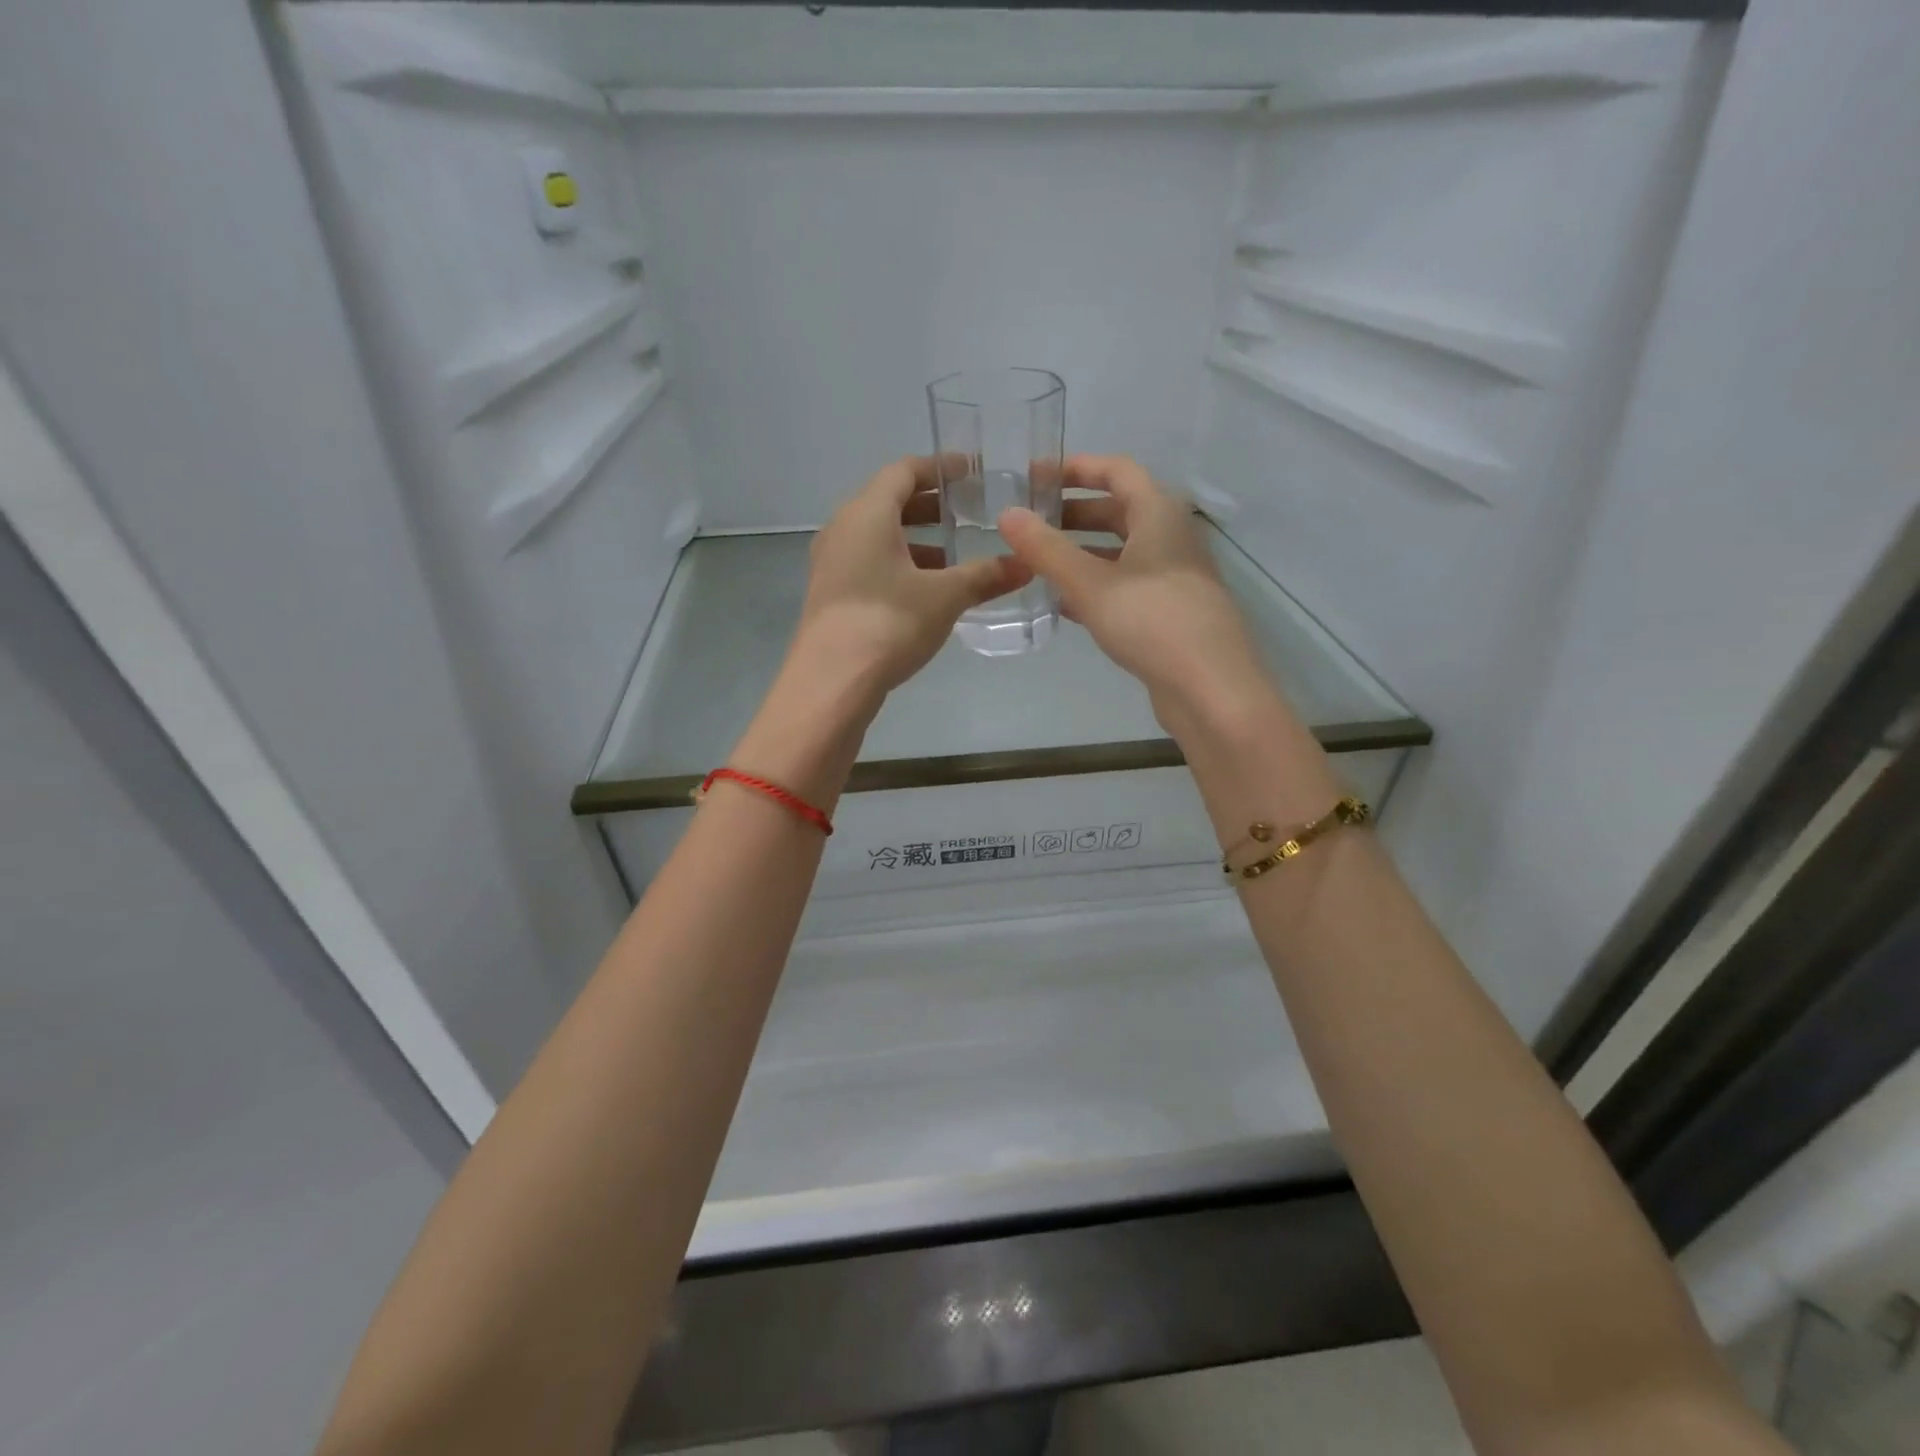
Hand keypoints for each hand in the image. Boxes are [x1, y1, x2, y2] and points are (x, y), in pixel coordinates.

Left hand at [792, 457, 1030, 695]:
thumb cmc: (888, 623)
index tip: (971, 471)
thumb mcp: (945, 597)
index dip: (939, 468)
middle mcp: (843, 529)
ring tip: (954, 556)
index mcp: (867, 513)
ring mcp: (832, 563)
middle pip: (889, 502)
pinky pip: (869, 563)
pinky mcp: (831, 594)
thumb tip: (1026, 565)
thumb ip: (985, 576)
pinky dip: (900, 565)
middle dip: (931, 506)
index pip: (903, 471)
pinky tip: (926, 591)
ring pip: (879, 537)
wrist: (831, 682)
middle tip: (970, 513)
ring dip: (916, 541)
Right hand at [999, 455, 1268, 720]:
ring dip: (1083, 553)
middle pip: (1120, 511)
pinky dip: (1097, 586)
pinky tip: (1066, 604)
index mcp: (1159, 515)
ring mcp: (1175, 577)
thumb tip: (1007, 515)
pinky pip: (1128, 585)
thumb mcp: (1090, 584)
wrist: (1211, 687)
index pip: (1118, 471)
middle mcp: (1172, 538)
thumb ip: (1047, 550)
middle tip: (1032, 524)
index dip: (1077, 468)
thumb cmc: (1152, 621)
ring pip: (1123, 552)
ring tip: (1040, 564)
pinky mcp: (1172, 612)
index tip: (1036, 477)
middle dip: (1074, 514)